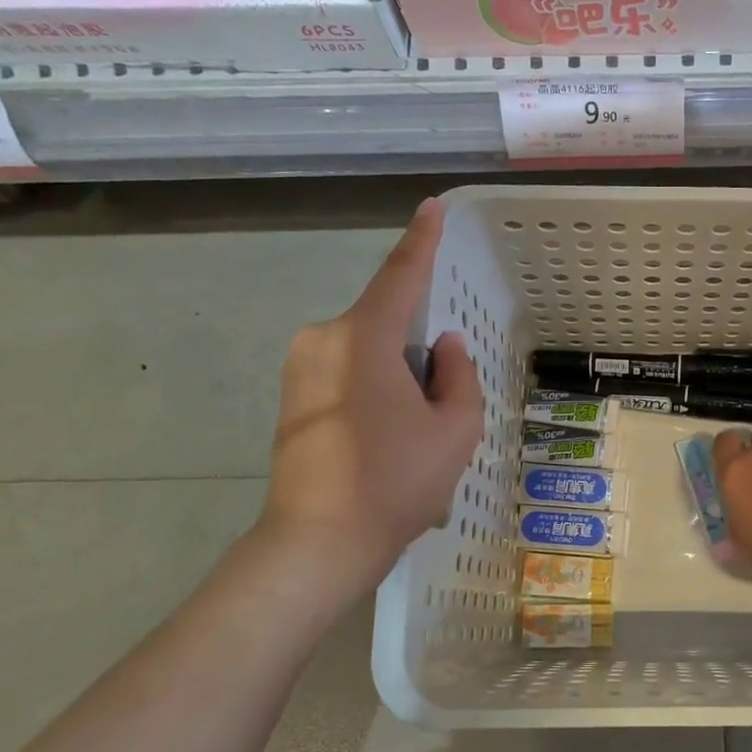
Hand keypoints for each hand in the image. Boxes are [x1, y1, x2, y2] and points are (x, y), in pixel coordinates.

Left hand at [256, 200, 482, 582]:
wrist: (318, 543)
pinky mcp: (292, 397)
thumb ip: (459, 376)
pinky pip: (348, 374)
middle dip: (420, 353)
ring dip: (400, 379)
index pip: (401, 275)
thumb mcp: (455, 429)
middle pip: (388, 324)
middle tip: (440, 409)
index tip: (431, 208)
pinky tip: (386, 444)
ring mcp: (300, 368)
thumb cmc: (395, 482)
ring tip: (412, 438)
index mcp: (363, 337)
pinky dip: (377, 393)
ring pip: (369, 353)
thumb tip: (444, 348)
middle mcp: (323, 338)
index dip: (422, 240)